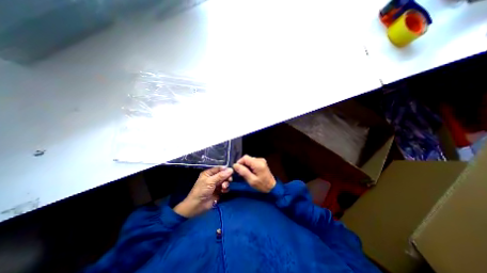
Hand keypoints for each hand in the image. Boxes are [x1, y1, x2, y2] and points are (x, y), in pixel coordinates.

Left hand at [174, 167, 232, 216]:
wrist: (197, 206)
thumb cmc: (201, 191)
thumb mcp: (210, 181)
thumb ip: (221, 175)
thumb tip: (231, 169)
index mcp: (209, 173)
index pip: (219, 169)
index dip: (225, 170)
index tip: (231, 171)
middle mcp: (213, 178)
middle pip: (223, 174)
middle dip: (226, 177)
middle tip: (229, 180)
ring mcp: (216, 185)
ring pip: (225, 181)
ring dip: (226, 183)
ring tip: (223, 187)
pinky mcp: (219, 191)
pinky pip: (225, 188)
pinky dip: (226, 189)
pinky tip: (223, 191)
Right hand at [231, 156, 272, 191]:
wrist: (272, 187)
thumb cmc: (262, 185)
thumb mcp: (251, 180)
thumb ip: (243, 172)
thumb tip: (235, 165)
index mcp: (258, 163)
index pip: (245, 157)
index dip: (239, 162)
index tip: (237, 170)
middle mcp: (260, 159)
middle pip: (247, 158)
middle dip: (242, 165)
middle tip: (241, 173)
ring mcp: (261, 160)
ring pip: (249, 160)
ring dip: (246, 166)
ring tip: (246, 174)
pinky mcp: (262, 162)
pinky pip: (252, 162)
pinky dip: (249, 166)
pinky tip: (250, 172)